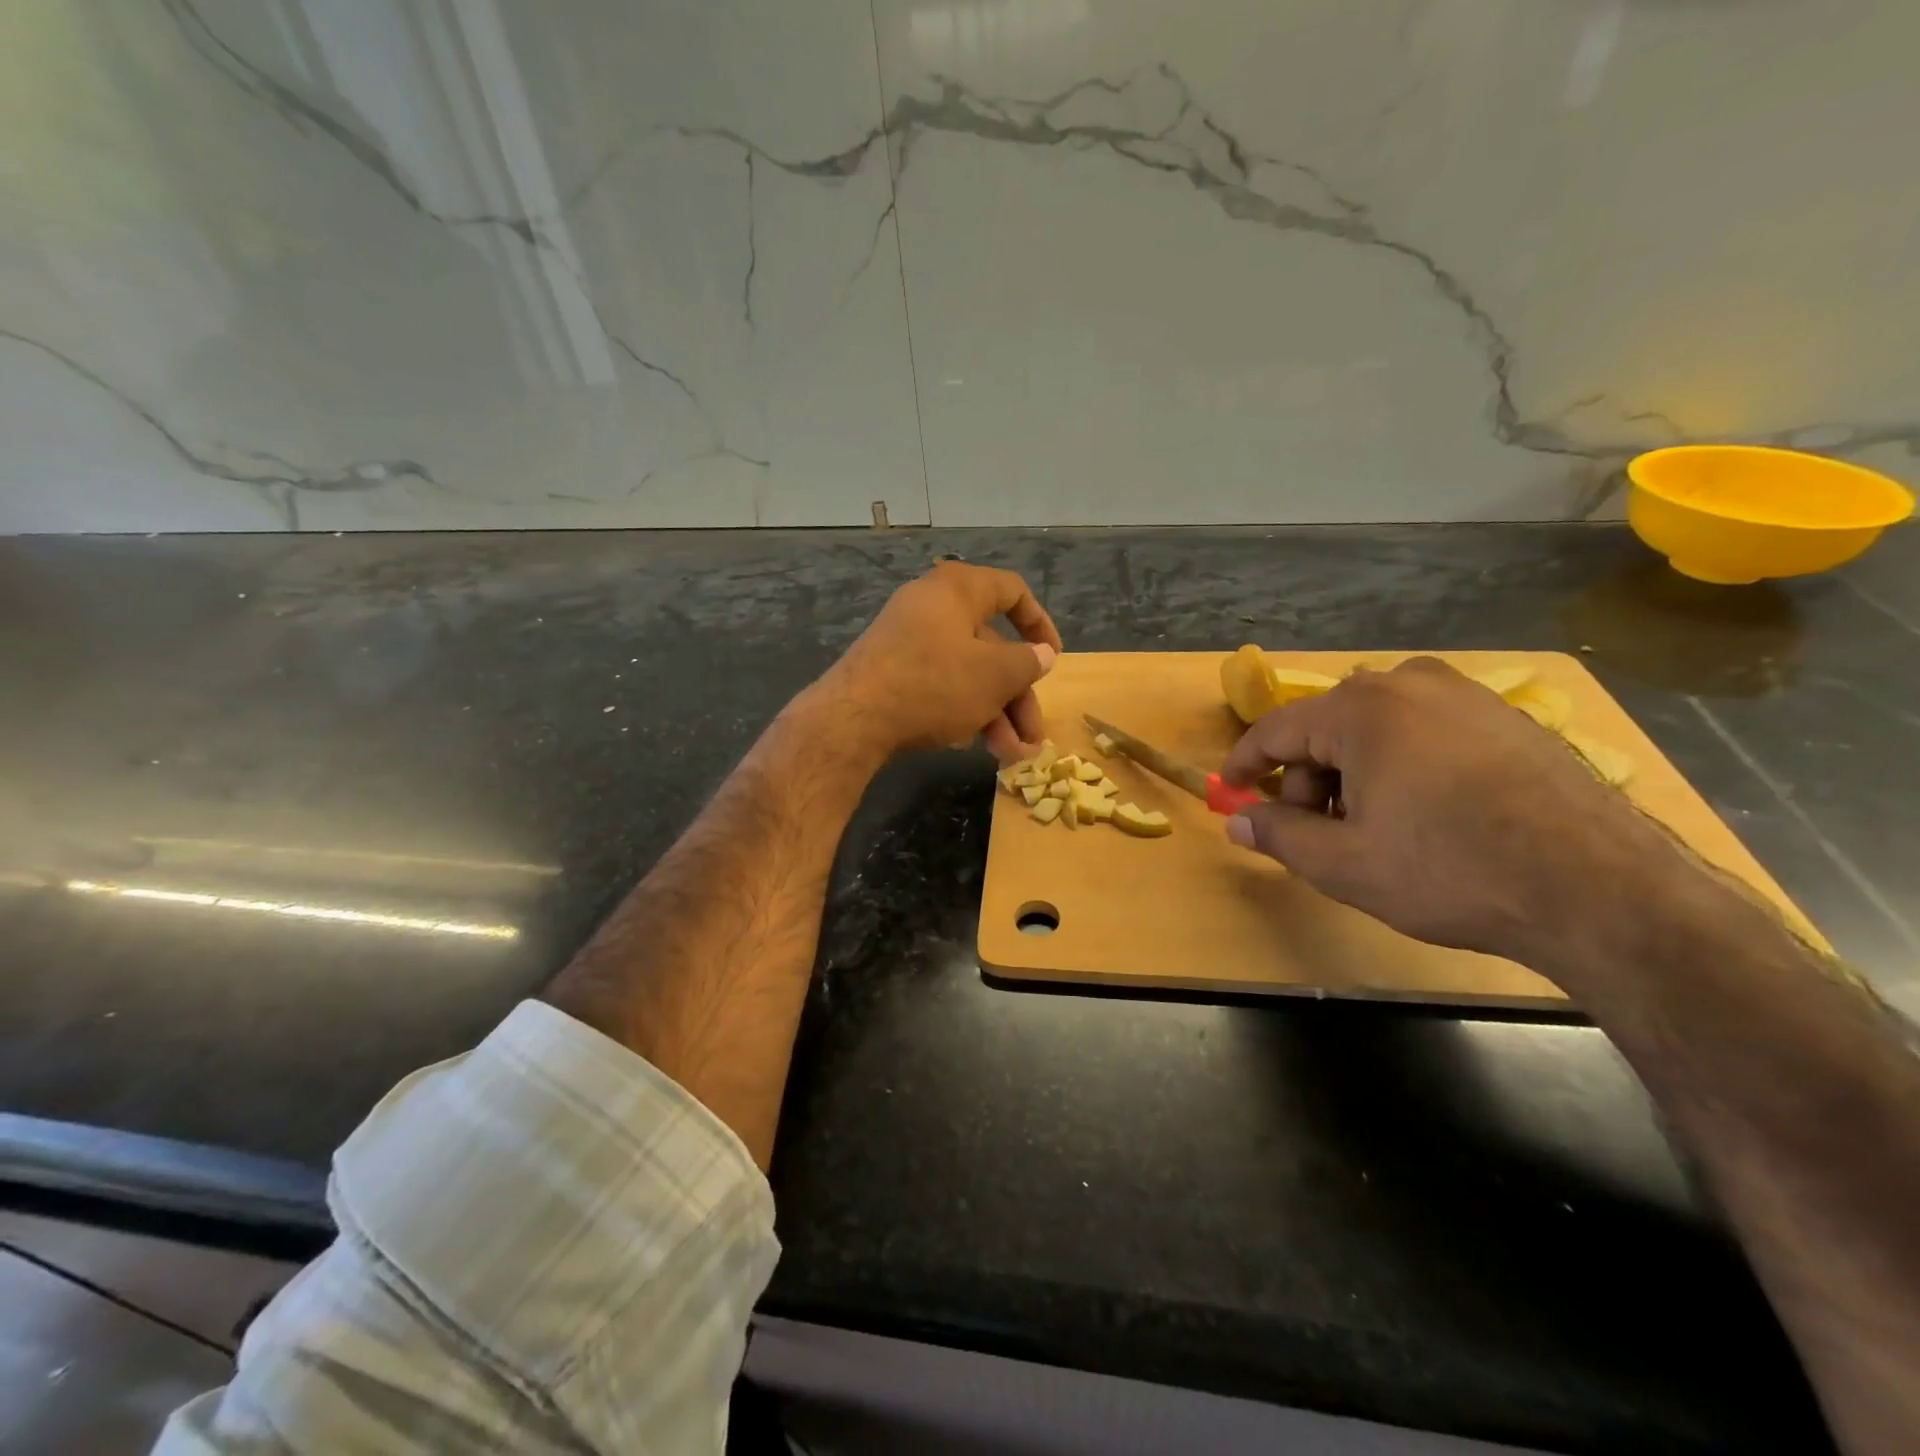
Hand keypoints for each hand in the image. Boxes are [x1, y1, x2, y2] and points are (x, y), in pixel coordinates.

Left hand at [819, 562, 1062, 762]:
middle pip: (991, 646)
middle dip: (1018, 695)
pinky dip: (962, 710)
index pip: (1011, 591)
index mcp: (957, 590)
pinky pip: (938, 685)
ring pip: (966, 672)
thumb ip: (1026, 662)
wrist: (851, 720)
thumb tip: (1042, 654)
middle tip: (1033, 736)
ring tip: (1011, 755)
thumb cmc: (933, 683)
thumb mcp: (994, 675)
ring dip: (995, 713)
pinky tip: (972, 745)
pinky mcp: (890, 673)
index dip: (1040, 623)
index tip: (1053, 657)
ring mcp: (906, 641)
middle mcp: (931, 608)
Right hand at [1220, 658, 1683, 967]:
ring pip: (1379, 728)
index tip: (1228, 788)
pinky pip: (1427, 731)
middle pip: (1329, 726)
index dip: (1245, 762)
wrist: (1600, 889)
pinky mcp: (1510, 719)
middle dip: (1308, 777)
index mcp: (1361, 709)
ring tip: (1372, 828)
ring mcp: (1468, 696)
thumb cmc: (1449, 869)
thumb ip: (1278, 834)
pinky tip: (1425, 813)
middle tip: (1316, 831)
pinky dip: (1403, 764)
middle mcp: (1410, 684)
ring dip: (1355, 772)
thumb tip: (1236, 821)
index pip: (1277, 728)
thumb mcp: (1343, 863)